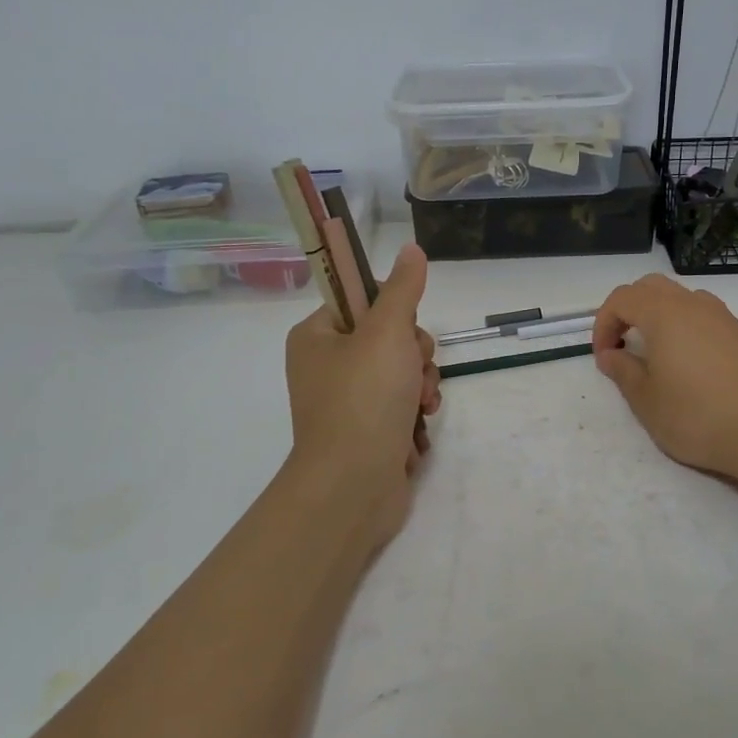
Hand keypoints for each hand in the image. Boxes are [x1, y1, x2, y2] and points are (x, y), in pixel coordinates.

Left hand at [284, 244, 441, 529]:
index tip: (405, 329)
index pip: (363, 299)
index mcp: (316, 336)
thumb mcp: (387, 332)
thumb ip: (403, 289)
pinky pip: (401, 404)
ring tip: (420, 406)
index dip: (394, 310)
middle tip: (415, 372)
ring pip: (402, 371)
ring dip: (421, 385)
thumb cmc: (364, 400)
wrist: (353, 488)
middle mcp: (327, 365)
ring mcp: (347, 401)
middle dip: (415, 354)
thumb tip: (412, 249)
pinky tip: (418, 427)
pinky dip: (414, 413)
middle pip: (389, 337)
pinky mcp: (367, 431)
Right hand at [592, 273, 737, 480]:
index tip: (604, 357)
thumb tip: (611, 355)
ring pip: (682, 297)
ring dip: (660, 315)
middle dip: (629, 309)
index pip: (622, 299)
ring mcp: (723, 317)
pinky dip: (687, 327)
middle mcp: (693, 305)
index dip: (604, 324)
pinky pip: (705, 316)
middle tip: (623, 344)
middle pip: (651, 287)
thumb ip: (623, 372)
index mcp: (664, 313)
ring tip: (657, 351)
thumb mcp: (646, 401)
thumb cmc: (697, 415)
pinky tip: (691, 364)